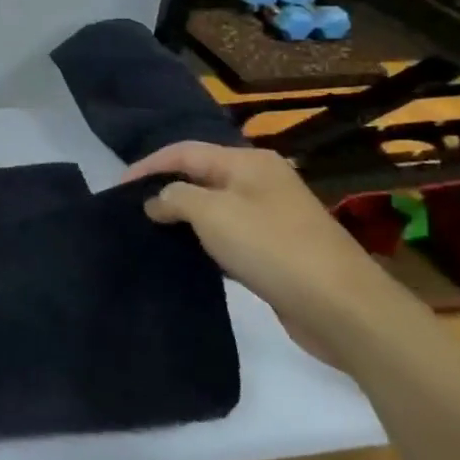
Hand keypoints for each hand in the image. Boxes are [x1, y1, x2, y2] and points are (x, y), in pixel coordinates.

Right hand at [122, 142, 385, 360]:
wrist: (343, 308)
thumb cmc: (270, 247)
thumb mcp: (210, 213)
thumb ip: (174, 197)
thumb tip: (156, 200)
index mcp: (247, 162)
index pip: (183, 151)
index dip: (147, 165)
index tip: (117, 188)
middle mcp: (260, 180)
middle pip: (199, 175)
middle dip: (164, 188)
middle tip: (131, 209)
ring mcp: (272, 215)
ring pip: (213, 206)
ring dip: (183, 216)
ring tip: (151, 230)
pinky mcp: (277, 248)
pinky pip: (229, 233)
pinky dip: (204, 239)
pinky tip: (187, 254)